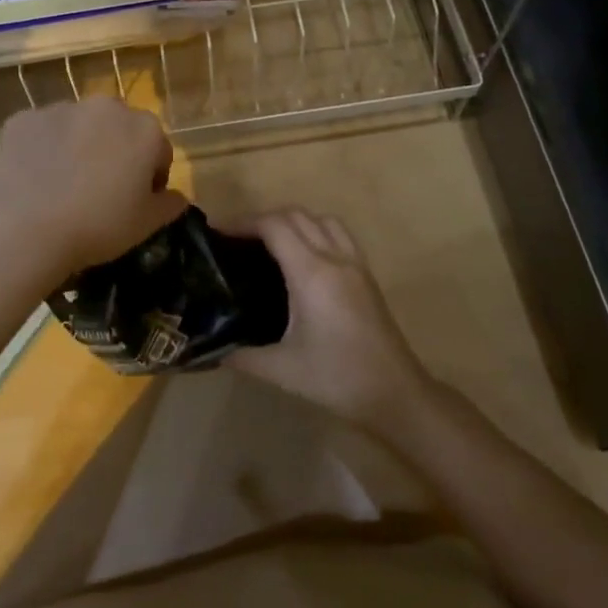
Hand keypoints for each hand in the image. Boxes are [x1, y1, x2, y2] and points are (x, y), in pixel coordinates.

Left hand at [0, 98, 186, 279]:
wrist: (21, 227)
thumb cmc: (96, 226)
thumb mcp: (145, 225)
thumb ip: (169, 205)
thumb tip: (177, 197)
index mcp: (145, 130)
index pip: (159, 151)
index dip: (150, 179)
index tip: (135, 203)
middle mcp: (106, 108)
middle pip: (119, 130)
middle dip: (114, 153)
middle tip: (99, 193)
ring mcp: (61, 109)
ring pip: (78, 128)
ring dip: (78, 148)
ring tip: (61, 188)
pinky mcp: (23, 119)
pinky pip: (41, 133)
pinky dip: (41, 150)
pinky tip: (33, 182)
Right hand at [227, 209, 430, 431]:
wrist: (395, 392)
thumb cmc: (337, 378)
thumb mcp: (281, 369)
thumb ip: (241, 355)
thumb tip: (212, 348)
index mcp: (312, 274)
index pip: (274, 226)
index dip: (243, 222)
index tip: (218, 233)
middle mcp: (335, 258)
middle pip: (296, 215)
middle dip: (263, 219)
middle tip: (237, 240)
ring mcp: (355, 263)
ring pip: (321, 219)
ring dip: (292, 220)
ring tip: (269, 243)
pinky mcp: (366, 274)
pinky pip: (338, 233)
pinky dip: (315, 230)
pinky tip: (303, 257)